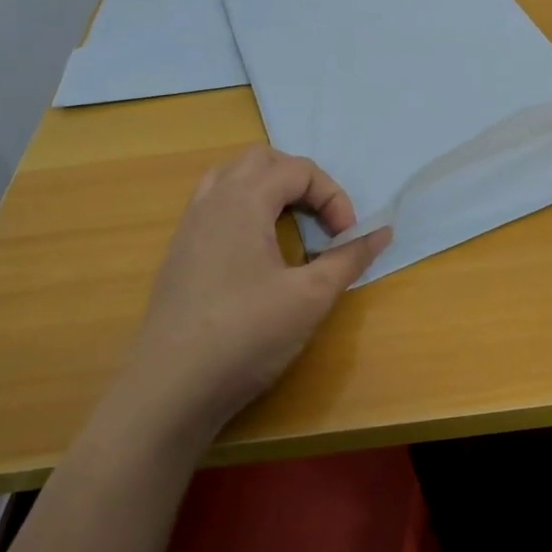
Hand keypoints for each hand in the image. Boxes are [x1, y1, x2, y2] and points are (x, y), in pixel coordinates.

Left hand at [122, 146, 391, 438]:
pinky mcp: (179, 254)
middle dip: (300, 181)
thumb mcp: (311, 296)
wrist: (168, 391)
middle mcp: (212, 200)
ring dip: (268, 190)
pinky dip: (245, 209)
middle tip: (321, 219)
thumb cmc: (245, 335)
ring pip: (232, 178)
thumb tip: (382, 232)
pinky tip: (257, 253)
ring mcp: (189, 226)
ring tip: (290, 225)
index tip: (347, 236)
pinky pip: (215, 205)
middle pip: (262, 160)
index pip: (298, 169)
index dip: (333, 196)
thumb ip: (349, 258)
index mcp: (243, 199)